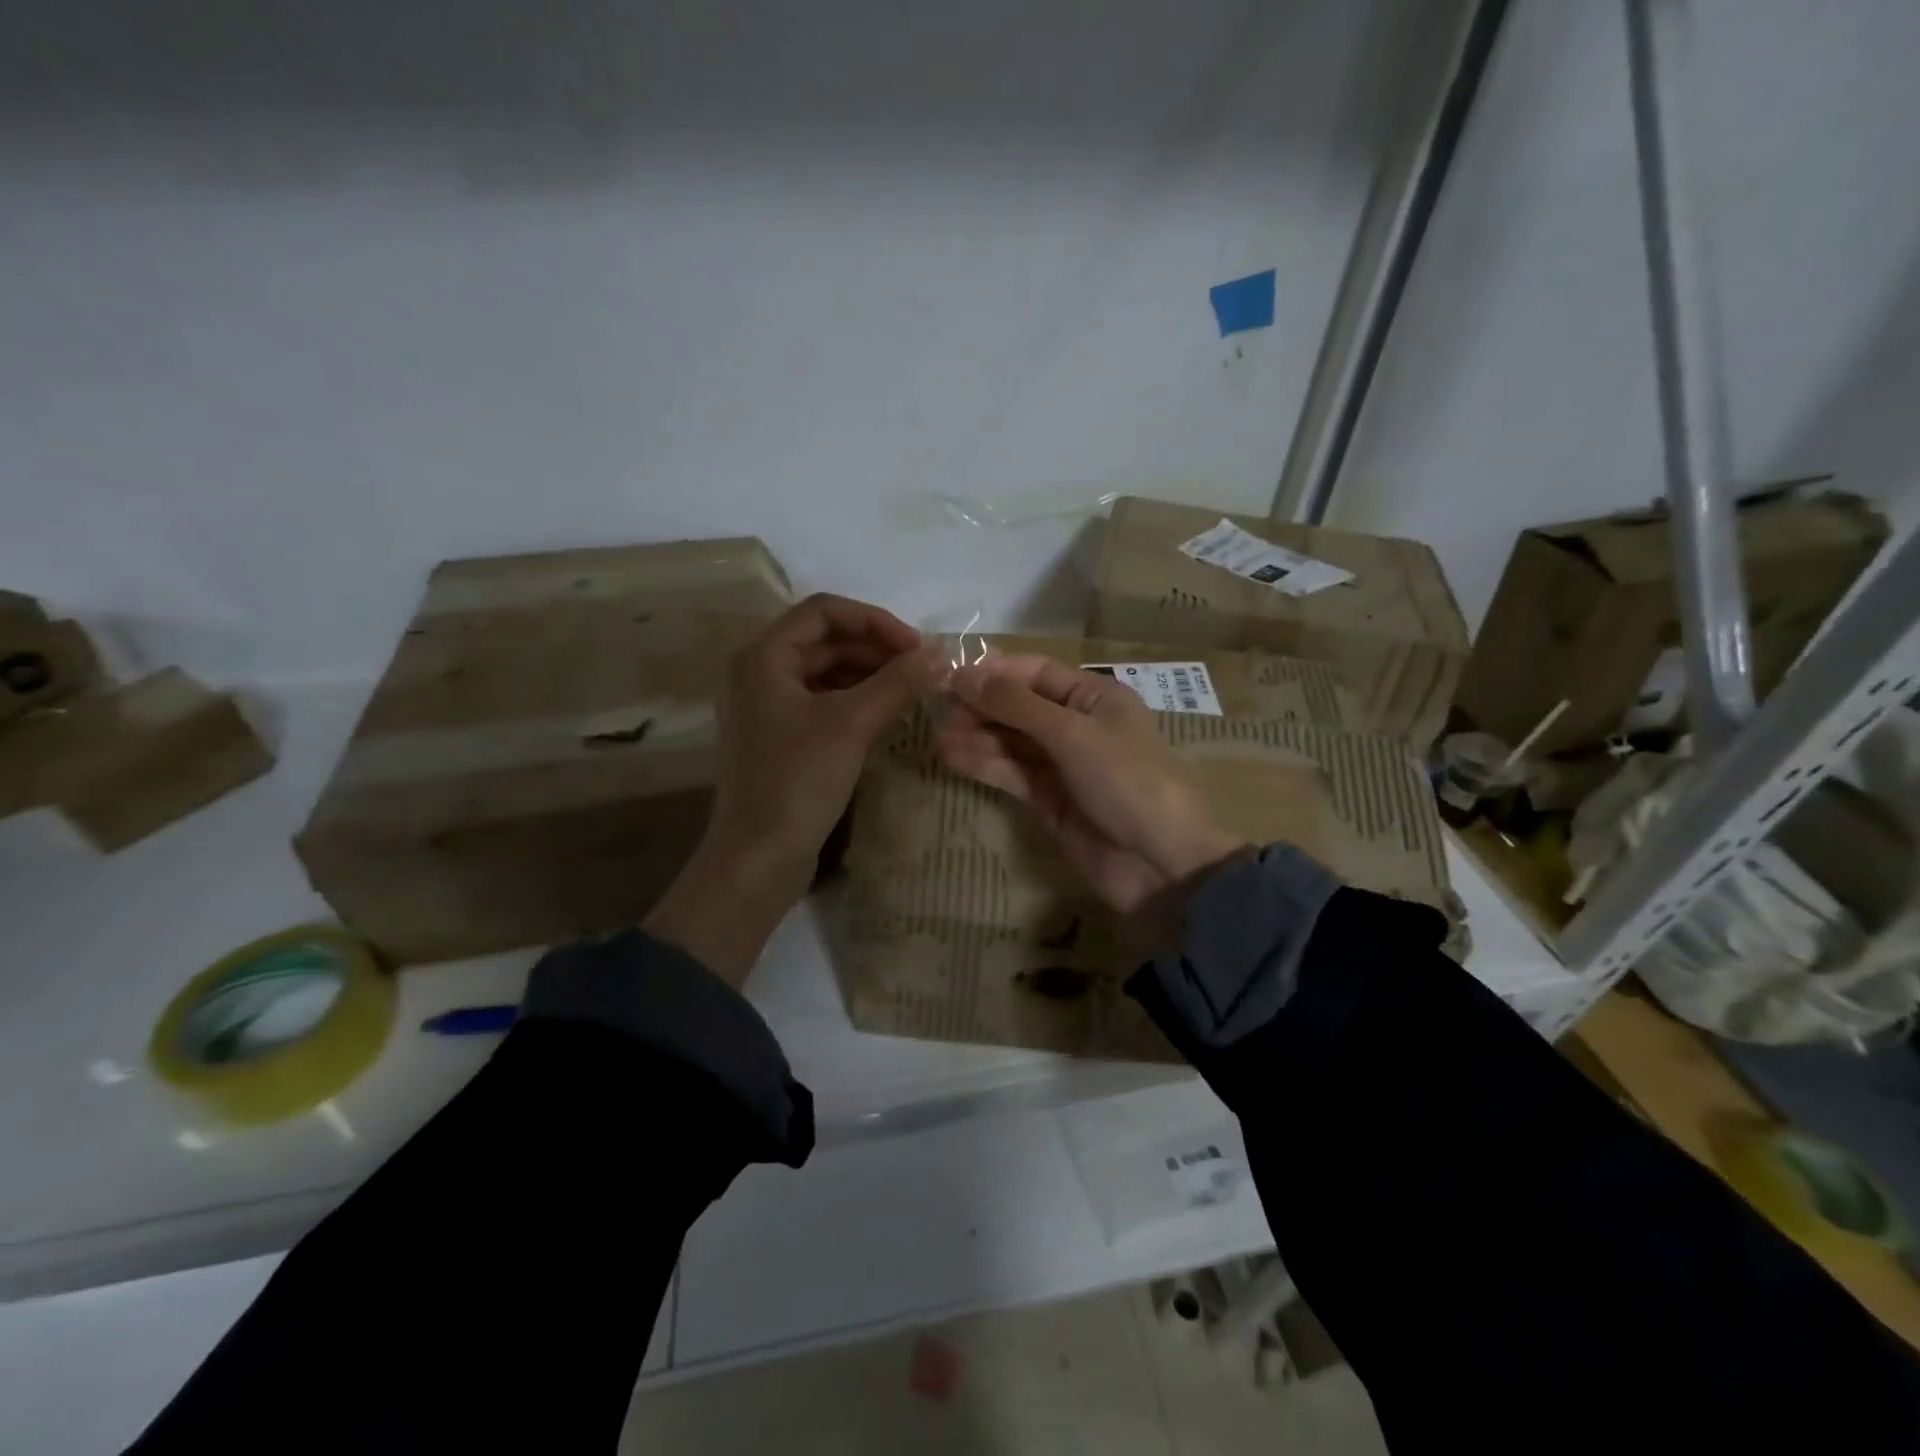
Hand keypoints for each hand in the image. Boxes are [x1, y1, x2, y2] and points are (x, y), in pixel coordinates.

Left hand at [645, 593, 945, 982]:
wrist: (757, 859)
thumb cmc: (798, 782)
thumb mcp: (851, 725)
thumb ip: (897, 683)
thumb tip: (942, 653)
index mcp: (763, 657)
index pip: (824, 611)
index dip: (875, 620)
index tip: (917, 647)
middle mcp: (758, 673)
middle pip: (825, 640)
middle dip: (875, 648)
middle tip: (922, 668)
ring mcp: (766, 707)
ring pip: (825, 672)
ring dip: (868, 674)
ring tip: (912, 690)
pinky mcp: (778, 737)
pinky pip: (821, 702)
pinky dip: (855, 701)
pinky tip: (887, 715)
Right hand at [932, 655, 1245, 917]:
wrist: (1162, 864)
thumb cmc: (1127, 782)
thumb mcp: (1073, 734)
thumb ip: (1017, 706)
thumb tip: (964, 675)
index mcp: (1094, 697)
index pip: (1034, 672)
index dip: (993, 673)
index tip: (948, 678)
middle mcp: (1076, 725)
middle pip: (1018, 706)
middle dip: (980, 707)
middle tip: (937, 712)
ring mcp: (1062, 765)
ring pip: (1011, 742)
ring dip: (976, 738)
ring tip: (937, 740)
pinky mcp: (1049, 801)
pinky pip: (1012, 774)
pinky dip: (984, 766)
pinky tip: (953, 759)